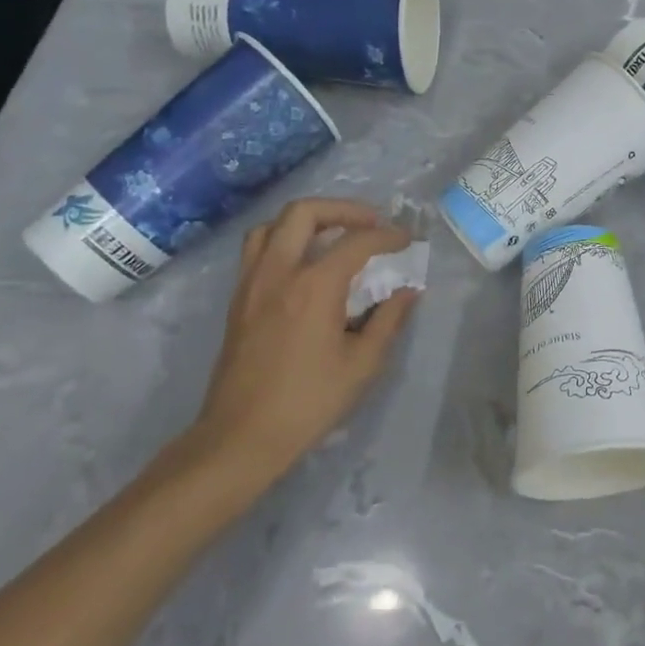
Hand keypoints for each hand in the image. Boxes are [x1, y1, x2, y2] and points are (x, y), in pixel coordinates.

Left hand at [193, 198, 419, 485]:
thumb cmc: (309, 402)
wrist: (242, 436)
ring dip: (307, 220)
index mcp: (314, 287)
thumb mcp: (362, 364)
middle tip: (369, 223)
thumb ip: (388, 320)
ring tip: (333, 235)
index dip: (387, 236)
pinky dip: (284, 240)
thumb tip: (407, 292)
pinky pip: (257, 249)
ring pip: (273, 225)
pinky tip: (304, 264)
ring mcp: (251, 283)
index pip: (356, 242)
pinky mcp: (237, 300)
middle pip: (304, 213)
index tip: (406, 240)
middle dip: (342, 209)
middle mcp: (278, 272)